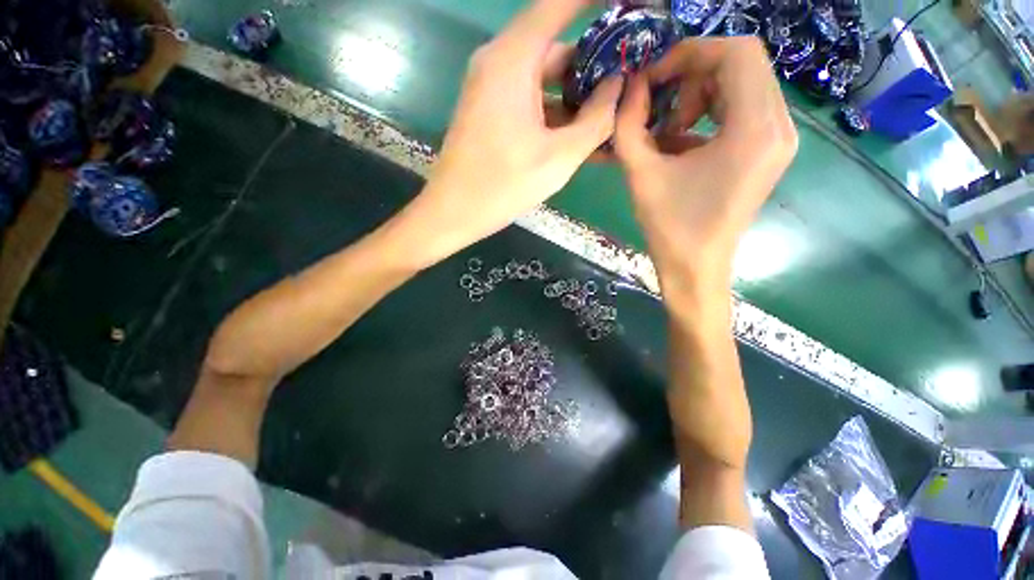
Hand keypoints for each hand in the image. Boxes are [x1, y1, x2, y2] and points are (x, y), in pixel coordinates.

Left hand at [411, 0, 622, 259]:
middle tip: (629, 84)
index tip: (629, 7)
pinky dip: (556, 113)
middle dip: (594, 66)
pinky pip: (531, 101)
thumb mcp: (559, 157)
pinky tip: (580, 134)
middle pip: (556, 48)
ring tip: (611, 116)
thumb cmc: (503, 186)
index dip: (596, 2)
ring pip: (545, 79)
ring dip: (576, 97)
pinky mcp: (492, 112)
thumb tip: (618, 86)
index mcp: (513, 60)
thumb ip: (596, 119)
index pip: (559, 5)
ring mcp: (493, 89)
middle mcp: (499, 63)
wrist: (453, 212)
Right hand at [613, 38, 796, 296]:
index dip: (689, 53)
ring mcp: (778, 140)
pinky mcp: (767, 152)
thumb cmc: (669, 227)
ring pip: (742, 85)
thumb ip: (628, 125)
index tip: (654, 78)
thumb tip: (631, 87)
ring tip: (669, 132)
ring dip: (699, 96)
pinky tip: (680, 145)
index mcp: (754, 129)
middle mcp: (779, 126)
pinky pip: (742, 111)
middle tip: (660, 108)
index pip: (736, 52)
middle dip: (692, 76)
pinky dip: (708, 115)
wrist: (696, 268)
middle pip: (741, 65)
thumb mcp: (641, 174)